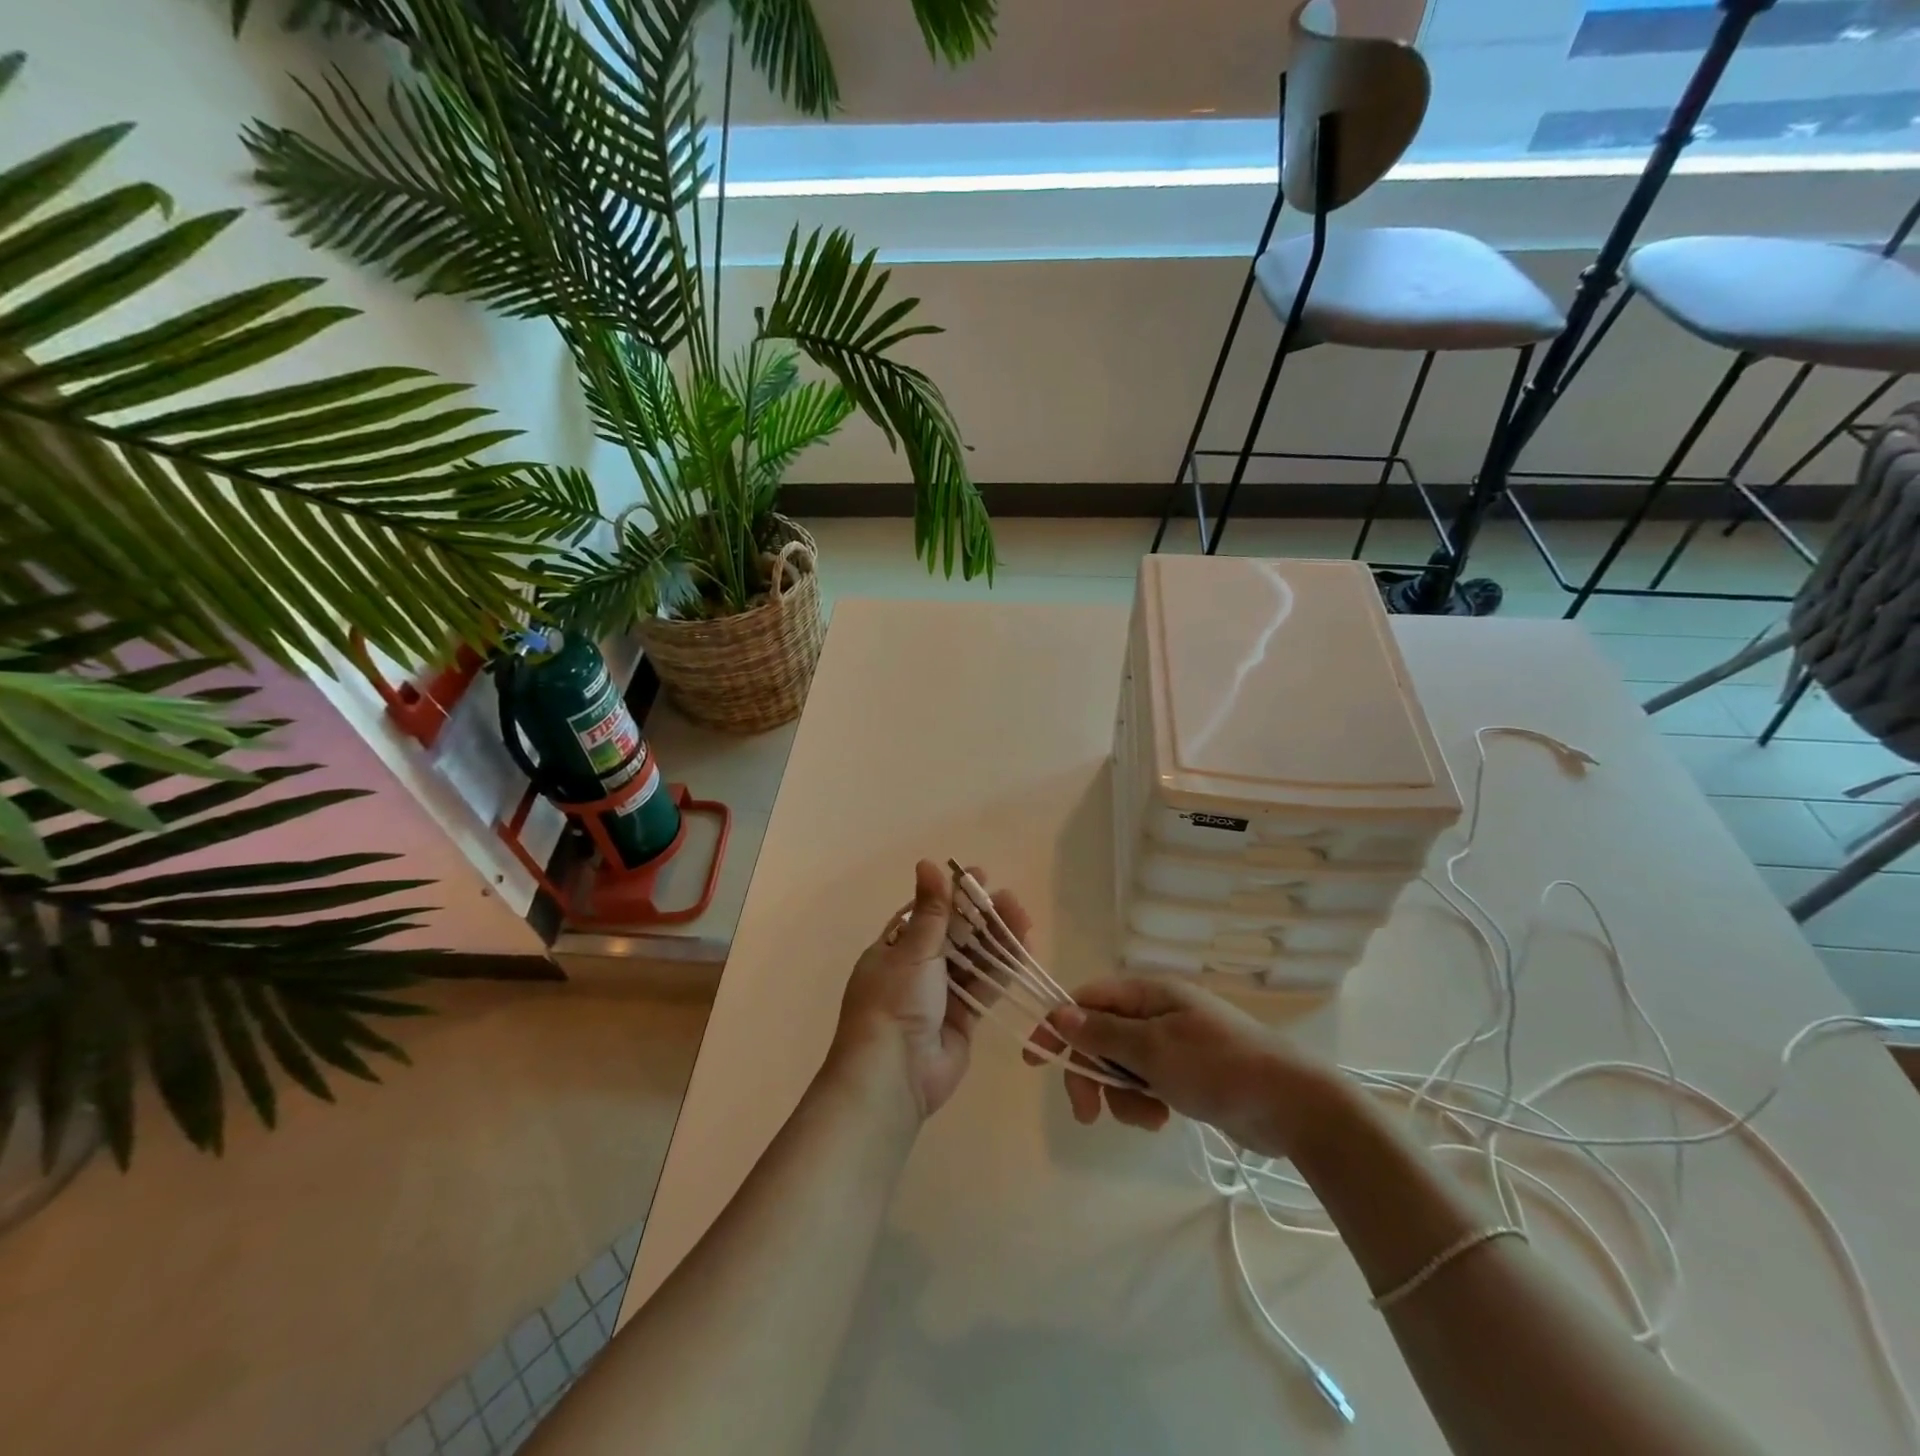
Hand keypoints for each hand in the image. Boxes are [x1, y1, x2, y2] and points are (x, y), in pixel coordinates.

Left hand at [830, 859, 1031, 1123]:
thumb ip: (931, 910)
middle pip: (953, 935)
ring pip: (972, 960)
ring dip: (995, 939)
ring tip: (1023, 916)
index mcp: (892, 949)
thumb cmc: (895, 1002)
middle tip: (1009, 898)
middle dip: (980, 916)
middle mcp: (915, 970)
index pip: (925, 913)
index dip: (951, 895)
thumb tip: (927, 862)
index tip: (978, 876)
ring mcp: (940, 996)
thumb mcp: (912, 950)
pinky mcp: (963, 1020)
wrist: (893, 1075)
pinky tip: (1024, 949)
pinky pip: (985, 987)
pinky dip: (1002, 969)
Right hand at [1026, 977, 1338, 1158]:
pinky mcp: (1185, 1074)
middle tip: (1087, 1112)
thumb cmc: (1219, 1067)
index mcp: (1149, 993)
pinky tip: (1162, 1119)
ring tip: (1147, 1116)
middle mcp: (1156, 1013)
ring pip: (1120, 1065)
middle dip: (1091, 1072)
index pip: (1087, 1000)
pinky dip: (1143, 1102)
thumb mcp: (1154, 1050)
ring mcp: (1172, 1044)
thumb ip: (1103, 1034)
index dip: (1058, 1026)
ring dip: (1121, 1094)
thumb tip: (1059, 1013)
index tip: (1034, 1058)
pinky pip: (1145, 1084)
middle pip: (1100, 1036)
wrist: (1292, 1105)